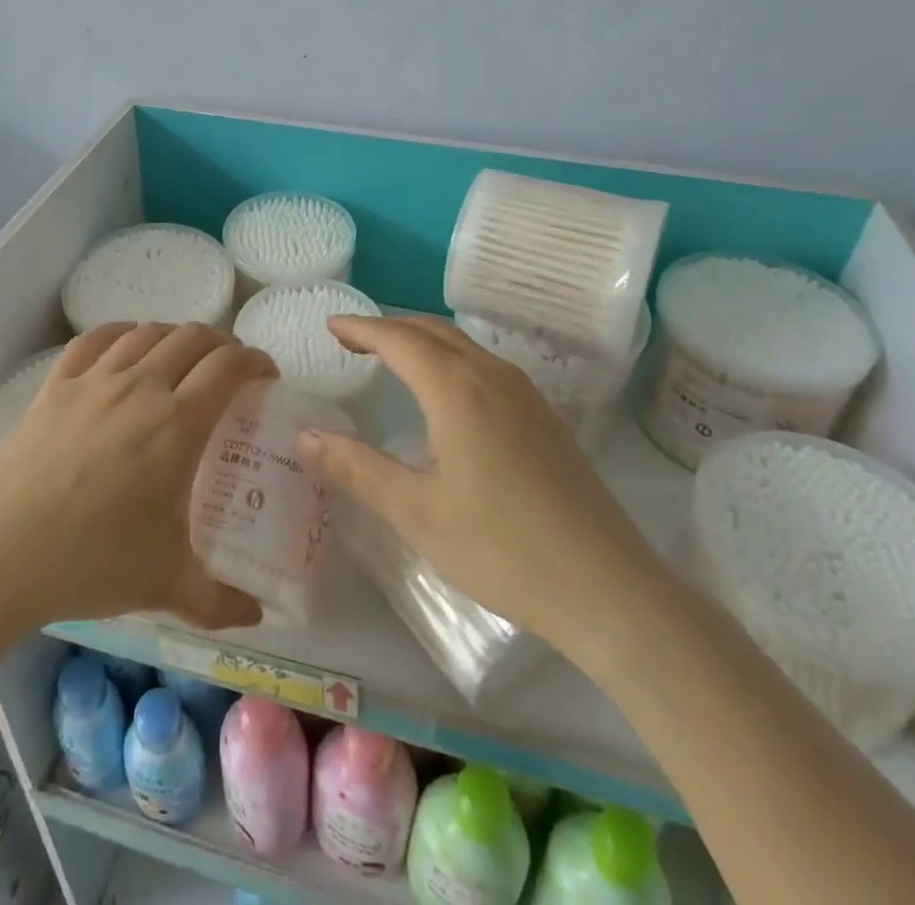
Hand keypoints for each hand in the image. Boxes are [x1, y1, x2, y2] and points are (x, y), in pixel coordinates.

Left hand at [0, 322, 275, 631]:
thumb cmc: (89, 563)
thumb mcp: (164, 585)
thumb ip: (218, 601)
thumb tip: (257, 616)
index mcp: (177, 424)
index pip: (228, 367)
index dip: (255, 360)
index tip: (266, 374)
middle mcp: (140, 387)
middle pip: (192, 338)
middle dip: (221, 344)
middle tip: (230, 368)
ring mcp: (94, 381)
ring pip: (146, 333)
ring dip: (175, 336)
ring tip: (182, 357)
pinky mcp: (55, 386)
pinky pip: (95, 340)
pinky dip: (121, 334)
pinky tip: (125, 346)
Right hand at [297, 315, 668, 665]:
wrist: (609, 589)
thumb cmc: (502, 547)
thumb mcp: (417, 512)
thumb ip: (357, 469)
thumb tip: (305, 437)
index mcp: (457, 389)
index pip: (399, 338)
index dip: (361, 327)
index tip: (331, 324)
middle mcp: (493, 376)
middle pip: (433, 331)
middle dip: (389, 328)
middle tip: (351, 339)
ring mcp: (527, 395)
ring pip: (464, 346)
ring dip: (422, 341)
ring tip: (391, 358)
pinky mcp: (546, 418)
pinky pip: (486, 366)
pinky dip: (450, 360)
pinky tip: (446, 394)